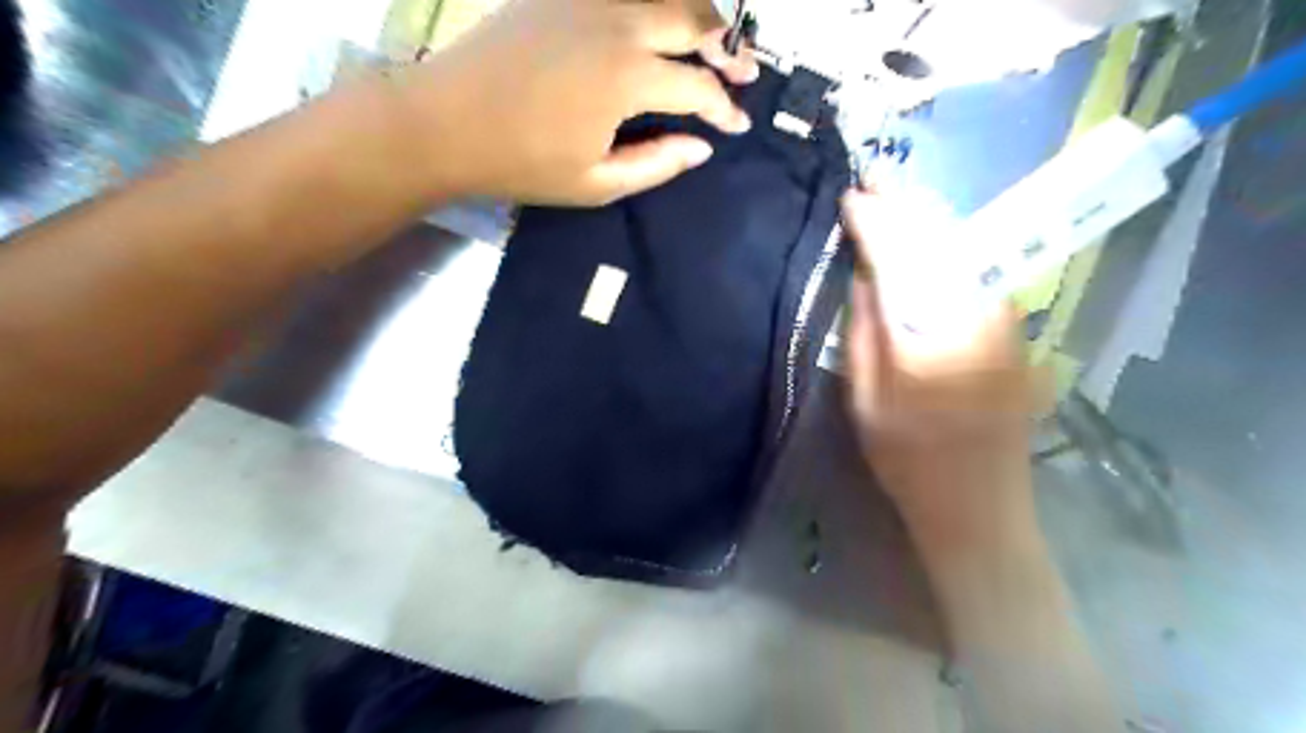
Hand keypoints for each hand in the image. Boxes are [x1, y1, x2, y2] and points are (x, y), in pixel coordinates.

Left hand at [403, 0, 760, 202]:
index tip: (739, 126)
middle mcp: (616, 22)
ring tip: (712, 42)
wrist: (443, 121)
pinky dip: (652, 5)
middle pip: (691, 18)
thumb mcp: (596, 182)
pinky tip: (658, 25)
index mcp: (626, 76)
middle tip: (744, 69)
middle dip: (726, 45)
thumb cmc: (521, 162)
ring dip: (695, 16)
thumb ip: (657, 163)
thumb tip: (702, 148)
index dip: (724, 107)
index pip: (697, 85)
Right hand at [843, 186, 1048, 536]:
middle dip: (907, 207)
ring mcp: (1002, 324)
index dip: (877, 224)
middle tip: (877, 179)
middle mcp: (977, 317)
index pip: (903, 259)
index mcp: (932, 336)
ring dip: (930, 223)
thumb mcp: (867, 401)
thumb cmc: (909, 461)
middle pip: (943, 243)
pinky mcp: (1011, 334)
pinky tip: (929, 239)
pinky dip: (949, 249)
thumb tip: (864, 276)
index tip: (853, 196)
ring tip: (897, 199)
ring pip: (965, 254)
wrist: (979, 507)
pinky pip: (976, 274)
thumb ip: (864, 332)